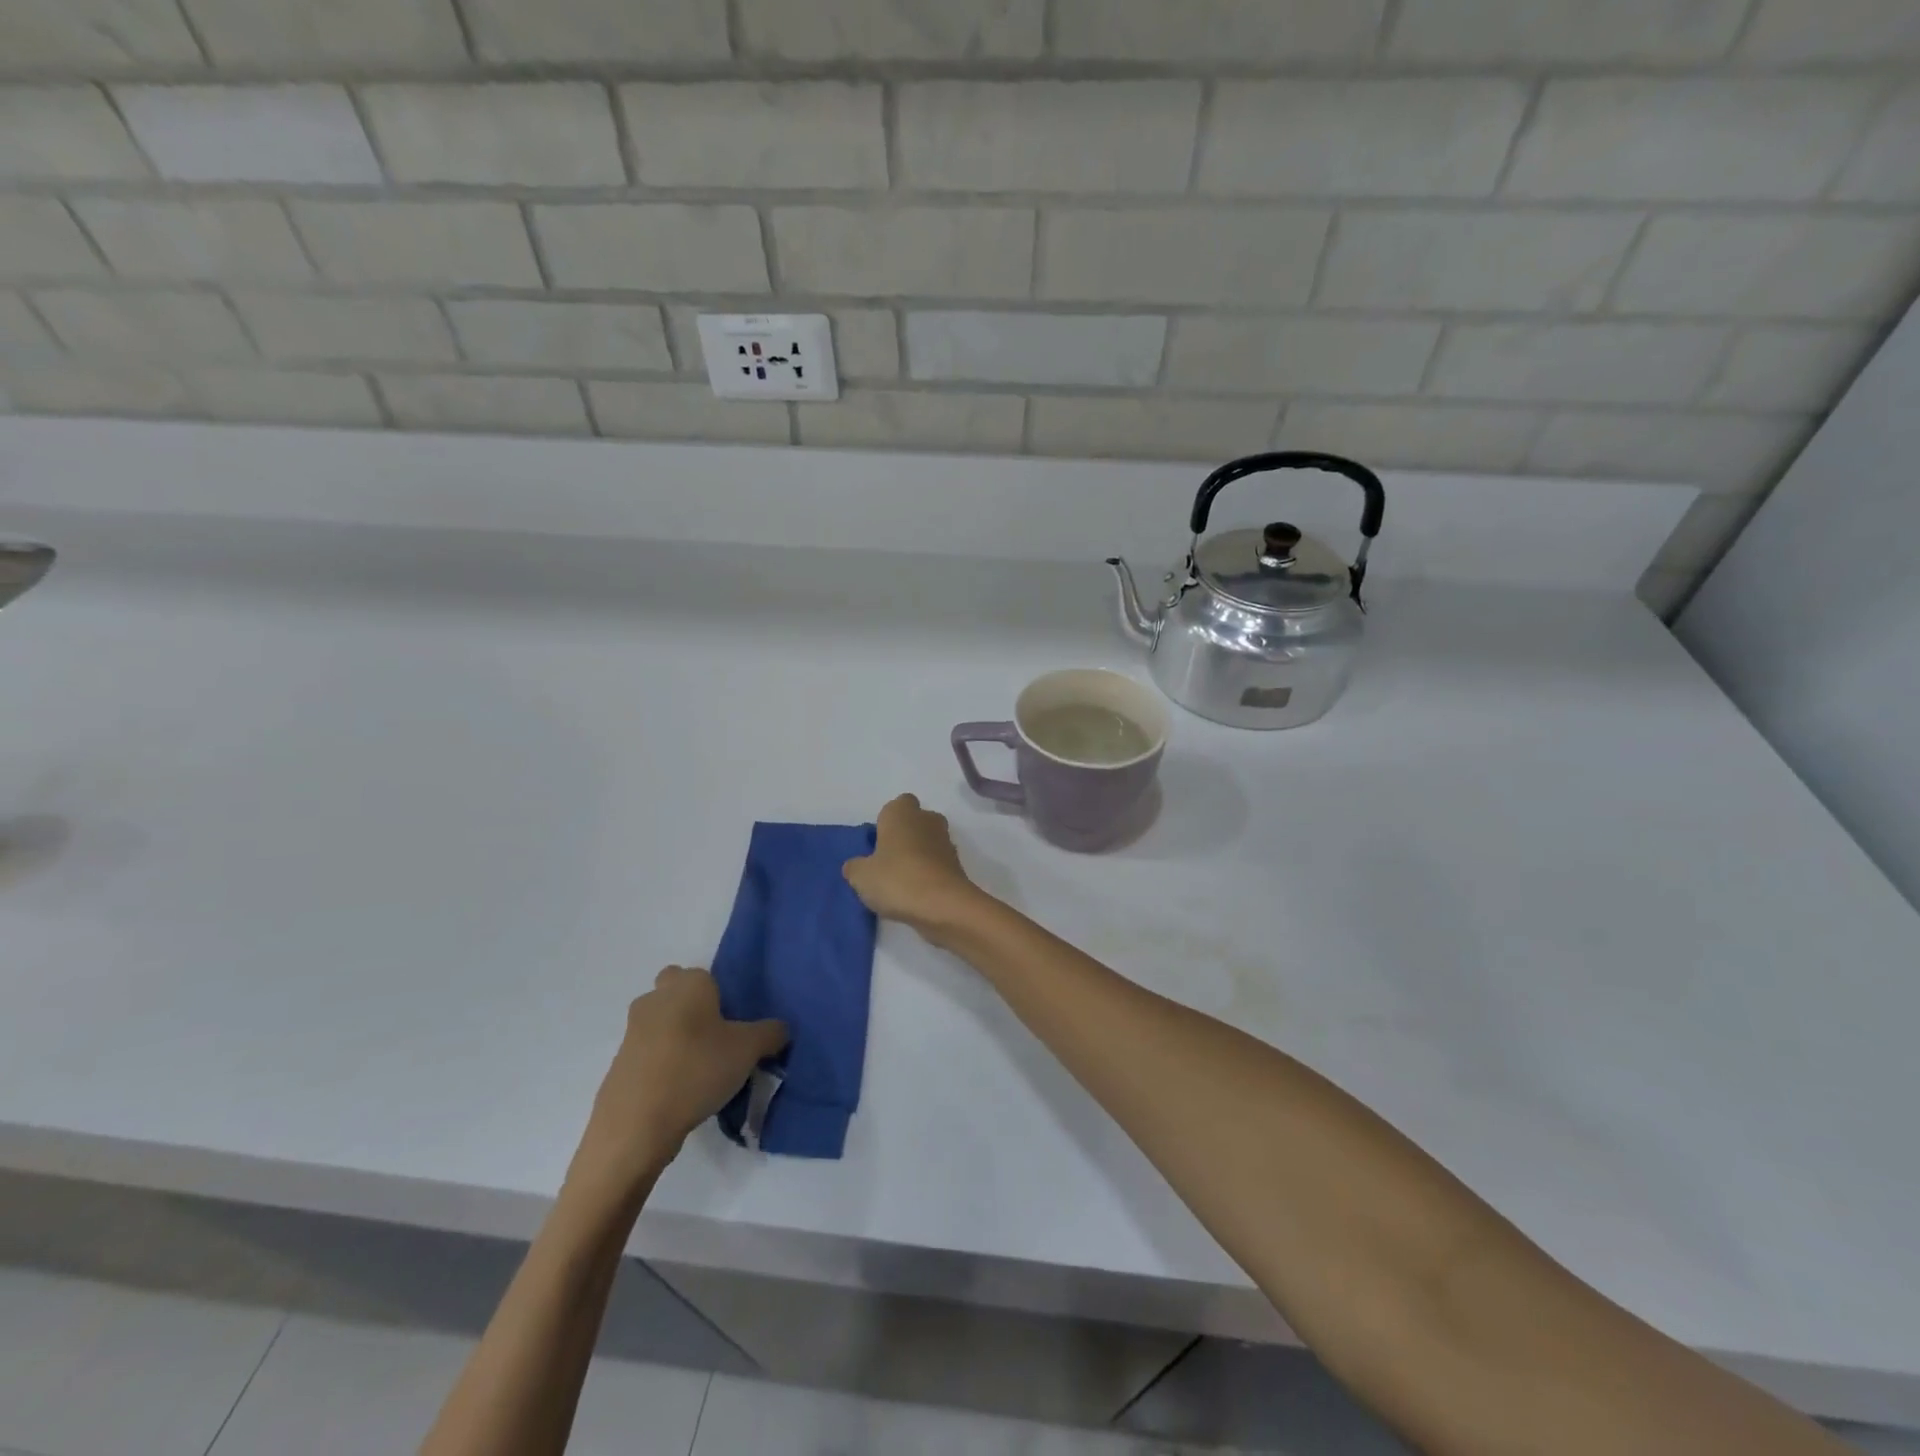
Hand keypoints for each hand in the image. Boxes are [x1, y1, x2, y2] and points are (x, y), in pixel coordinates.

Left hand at [568, 967, 786, 1202]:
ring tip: (700, 1071)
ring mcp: (631, 1032)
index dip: (720, 996)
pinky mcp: (618, 1065)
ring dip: (676, 1039)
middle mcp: (655, 999)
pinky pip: (647, 1055)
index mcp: (687, 985)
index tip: (734, 1024)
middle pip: (675, 993)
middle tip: (716, 1040)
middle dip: (692, 1009)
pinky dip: (661, 1066)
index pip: (705, 975)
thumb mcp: (749, 1050)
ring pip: (660, 1024)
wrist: (635, 1126)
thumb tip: (780, 1030)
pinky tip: (678, 1092)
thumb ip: (771, 1033)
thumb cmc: (696, 1070)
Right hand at [843, 794, 986, 941]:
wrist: (943, 905)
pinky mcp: (957, 865)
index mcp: (901, 812)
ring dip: (917, 855)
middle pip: (915, 821)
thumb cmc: (897, 879)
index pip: (897, 804)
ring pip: (928, 842)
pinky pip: (938, 863)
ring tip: (900, 882)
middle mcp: (927, 819)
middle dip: (904, 836)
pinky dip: (929, 873)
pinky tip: (916, 893)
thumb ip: (855, 867)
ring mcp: (946, 841)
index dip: (887, 821)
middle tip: (887, 862)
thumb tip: (856, 866)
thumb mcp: (861, 876)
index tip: (878, 843)